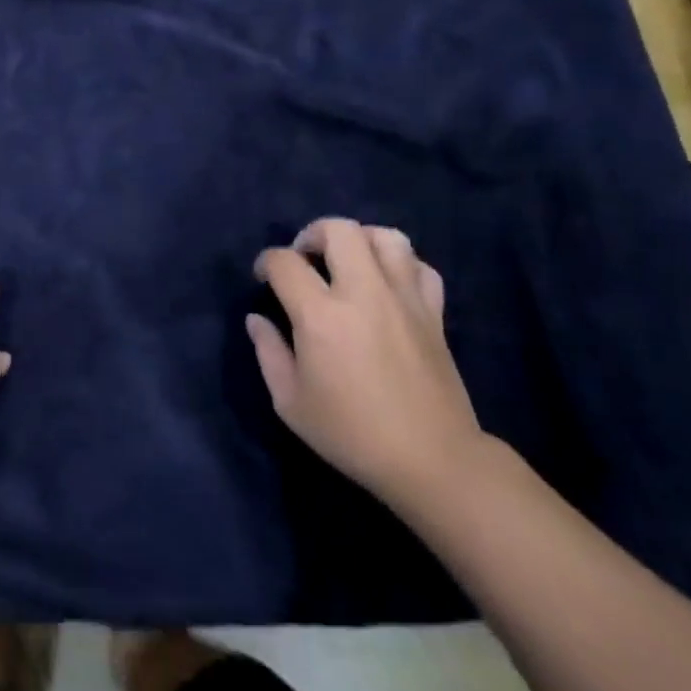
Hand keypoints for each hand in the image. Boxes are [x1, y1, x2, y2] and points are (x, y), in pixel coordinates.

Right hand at [247, 219, 486, 513]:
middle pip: (339, 229)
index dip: (266, 262)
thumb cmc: (352, 434)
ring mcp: (404, 299)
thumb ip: (269, 353)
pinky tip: (387, 284)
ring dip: (360, 240)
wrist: (432, 461)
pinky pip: (420, 267)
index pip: (285, 262)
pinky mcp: (433, 313)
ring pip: (386, 237)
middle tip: (305, 259)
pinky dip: (402, 265)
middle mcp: (363, 293)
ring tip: (348, 262)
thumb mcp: (291, 403)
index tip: (264, 278)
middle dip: (312, 234)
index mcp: (321, 315)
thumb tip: (257, 319)